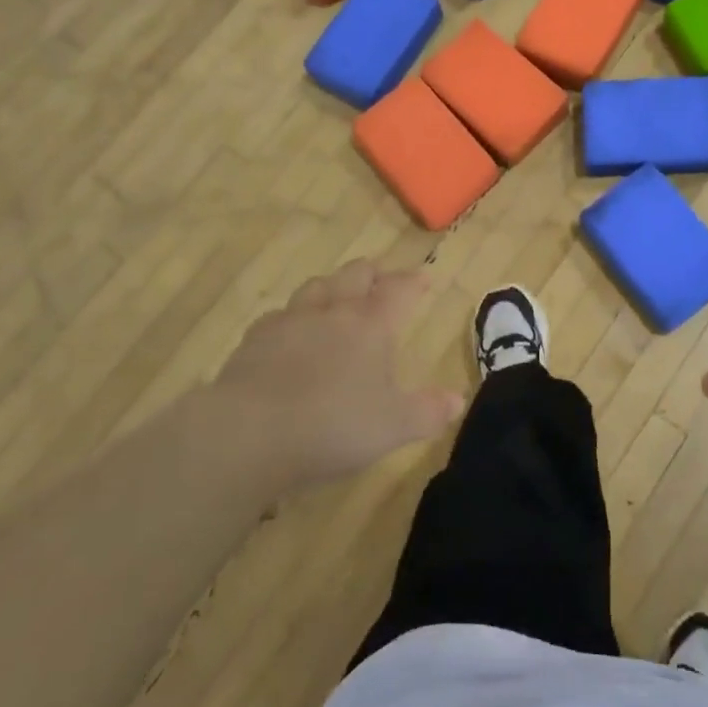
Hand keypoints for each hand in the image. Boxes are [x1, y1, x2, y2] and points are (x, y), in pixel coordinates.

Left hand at [211, 260, 465, 489]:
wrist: (249, 433)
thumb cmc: (333, 426)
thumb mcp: (393, 427)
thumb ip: (429, 412)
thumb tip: (458, 400)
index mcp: (372, 326)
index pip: (399, 291)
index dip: (413, 282)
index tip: (423, 279)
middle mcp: (334, 312)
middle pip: (355, 275)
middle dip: (372, 273)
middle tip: (380, 278)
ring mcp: (291, 321)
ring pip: (317, 286)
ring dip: (332, 285)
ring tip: (338, 294)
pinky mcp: (256, 339)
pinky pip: (280, 315)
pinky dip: (294, 316)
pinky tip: (291, 330)